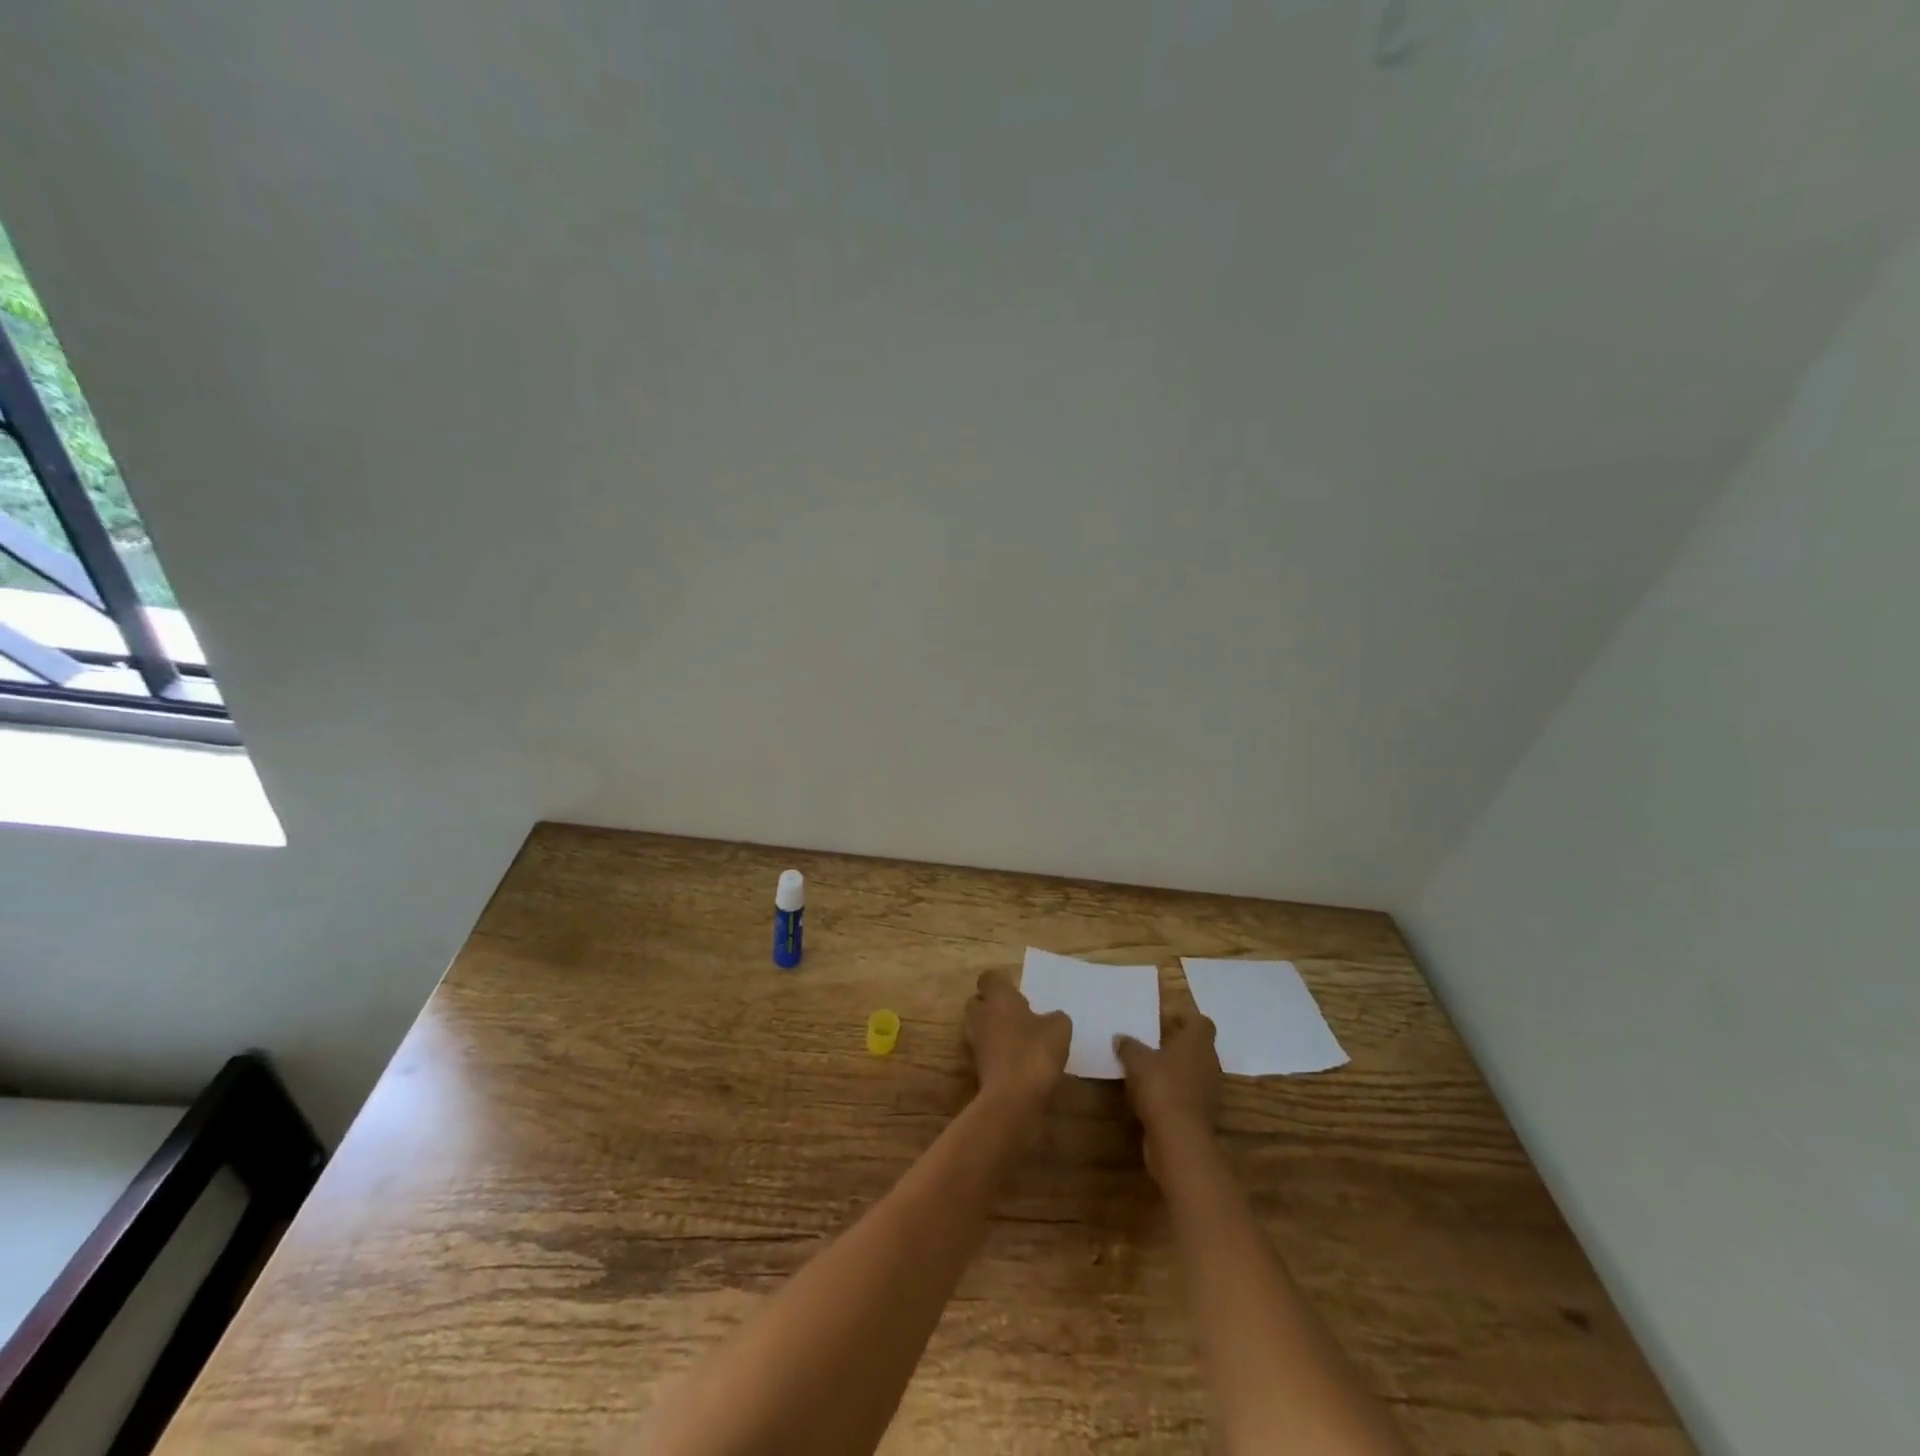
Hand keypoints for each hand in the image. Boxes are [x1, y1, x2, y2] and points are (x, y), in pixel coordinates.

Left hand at [965, 970, 1070, 1106]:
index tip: (1017, 990)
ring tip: (1019, 1038)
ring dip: (993, 1029)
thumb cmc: (1035, 1051)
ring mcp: (975, 1042)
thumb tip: (1052, 1018)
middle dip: (993, 1005)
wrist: (1013, 1098)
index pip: (989, 978)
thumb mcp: (1059, 1028)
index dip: (1001, 982)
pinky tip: (1018, 1061)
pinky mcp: (976, 1067)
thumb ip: (1055, 1018)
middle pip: (978, 1001)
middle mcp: (981, 1014)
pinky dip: (996, 1052)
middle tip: (1016, 1013)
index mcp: (998, 997)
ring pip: (980, 1026)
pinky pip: (985, 1050)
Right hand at [1115, 1013, 1220, 1178]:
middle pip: (1199, 1047)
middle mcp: (1209, 1063)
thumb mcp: (1136, 1061)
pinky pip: (1190, 1093)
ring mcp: (1209, 1090)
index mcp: (1197, 1042)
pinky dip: (1176, 1091)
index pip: (1201, 1022)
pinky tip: (1154, 1095)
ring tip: (1151, 1069)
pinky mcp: (1203, 1113)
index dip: (1185, 1018)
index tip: (1166, 1019)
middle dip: (1179, 1044)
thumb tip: (1120, 1037)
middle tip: (1154, 1043)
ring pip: (1195, 1071)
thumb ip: (1129, 1046)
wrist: (1179, 1137)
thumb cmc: (1160, 1086)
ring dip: (1177, 1069)